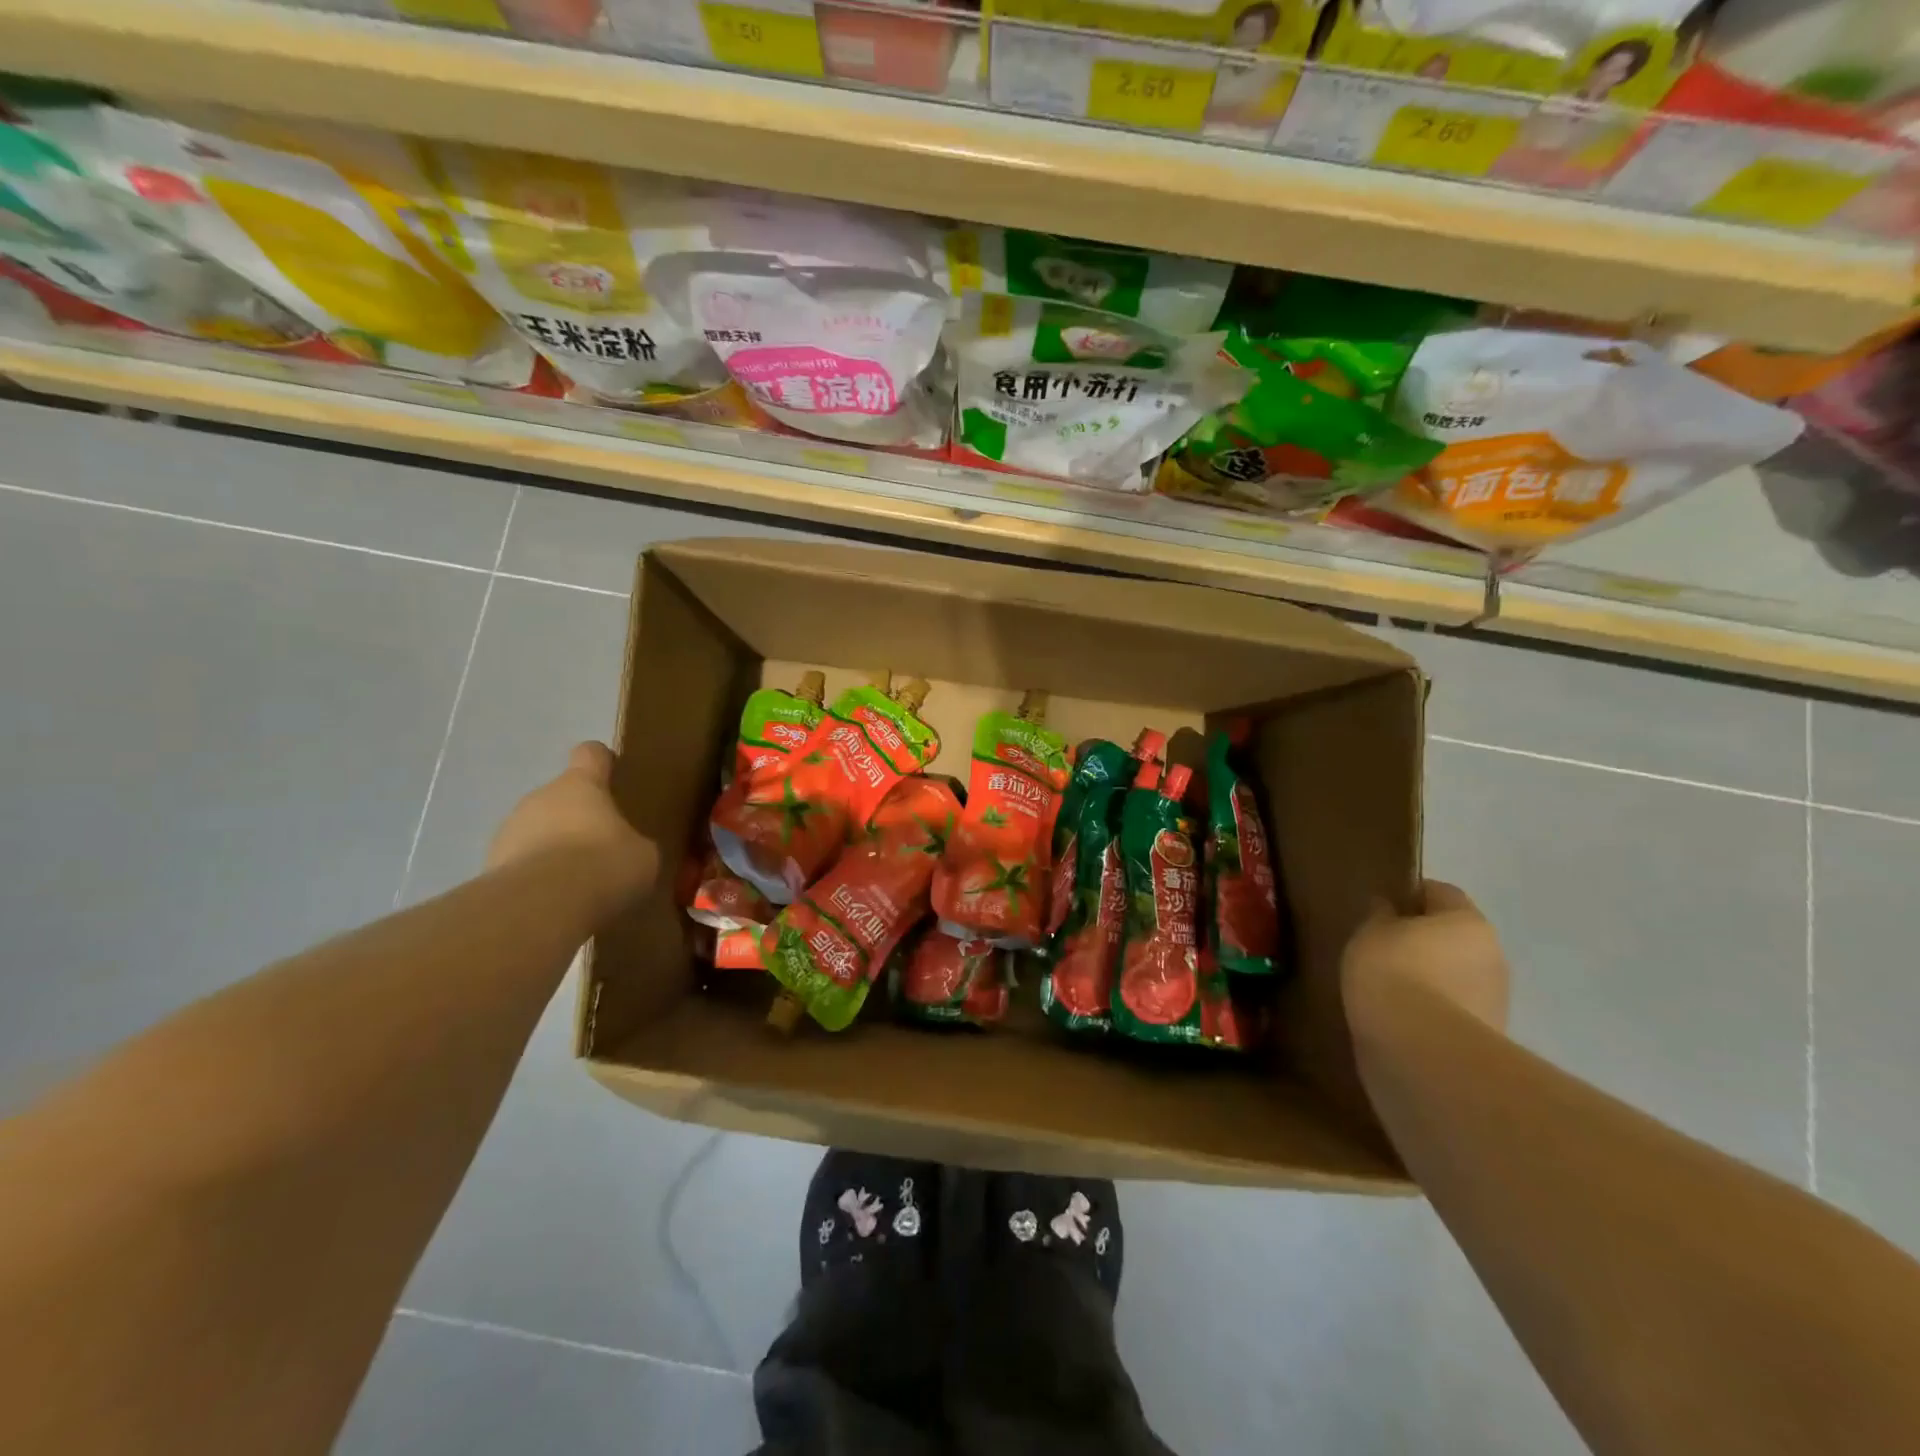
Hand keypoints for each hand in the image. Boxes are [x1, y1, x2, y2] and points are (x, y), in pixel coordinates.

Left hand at [487, 742, 657, 912]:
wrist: (541, 907)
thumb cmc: (603, 865)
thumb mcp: (642, 855)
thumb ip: (634, 844)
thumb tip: (629, 851)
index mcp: (580, 784)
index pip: (590, 754)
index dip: (602, 762)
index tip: (614, 774)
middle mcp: (540, 797)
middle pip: (560, 797)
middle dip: (577, 818)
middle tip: (601, 848)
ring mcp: (508, 831)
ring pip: (536, 830)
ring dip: (553, 848)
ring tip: (576, 882)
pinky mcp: (489, 866)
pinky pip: (520, 864)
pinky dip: (536, 878)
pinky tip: (554, 903)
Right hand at [1342, 880, 1509, 1037]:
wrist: (1420, 1052)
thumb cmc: (1393, 973)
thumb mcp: (1370, 933)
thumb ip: (1380, 916)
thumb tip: (1388, 909)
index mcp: (1468, 921)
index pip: (1440, 892)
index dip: (1409, 895)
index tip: (1380, 908)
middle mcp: (1492, 956)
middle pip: (1453, 937)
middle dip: (1422, 941)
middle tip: (1380, 949)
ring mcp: (1494, 1001)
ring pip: (1454, 976)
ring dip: (1428, 979)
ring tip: (1386, 989)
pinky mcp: (1485, 1039)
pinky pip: (1451, 1011)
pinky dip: (1429, 1011)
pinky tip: (1398, 1018)